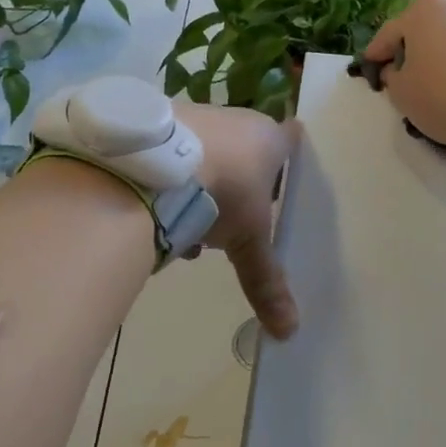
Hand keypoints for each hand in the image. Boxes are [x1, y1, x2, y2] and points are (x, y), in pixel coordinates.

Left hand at [175, 102, 297, 338]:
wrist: (155, 164)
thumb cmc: (221, 193)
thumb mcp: (247, 241)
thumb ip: (266, 281)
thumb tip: (289, 331)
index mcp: (267, 138)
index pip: (290, 140)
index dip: (288, 157)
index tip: (283, 174)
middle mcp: (234, 119)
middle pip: (245, 153)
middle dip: (239, 188)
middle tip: (232, 225)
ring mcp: (195, 115)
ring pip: (208, 156)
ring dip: (203, 190)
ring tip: (191, 233)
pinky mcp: (159, 120)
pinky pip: (174, 154)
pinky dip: (173, 181)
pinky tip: (161, 212)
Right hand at [359, 0, 445, 149]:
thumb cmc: (445, 96)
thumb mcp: (402, 93)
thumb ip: (391, 76)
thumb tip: (397, 69)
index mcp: (421, 11)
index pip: (389, 34)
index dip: (377, 55)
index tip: (371, 70)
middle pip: (422, 26)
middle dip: (411, 47)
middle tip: (406, 73)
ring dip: (441, 48)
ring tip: (439, 75)